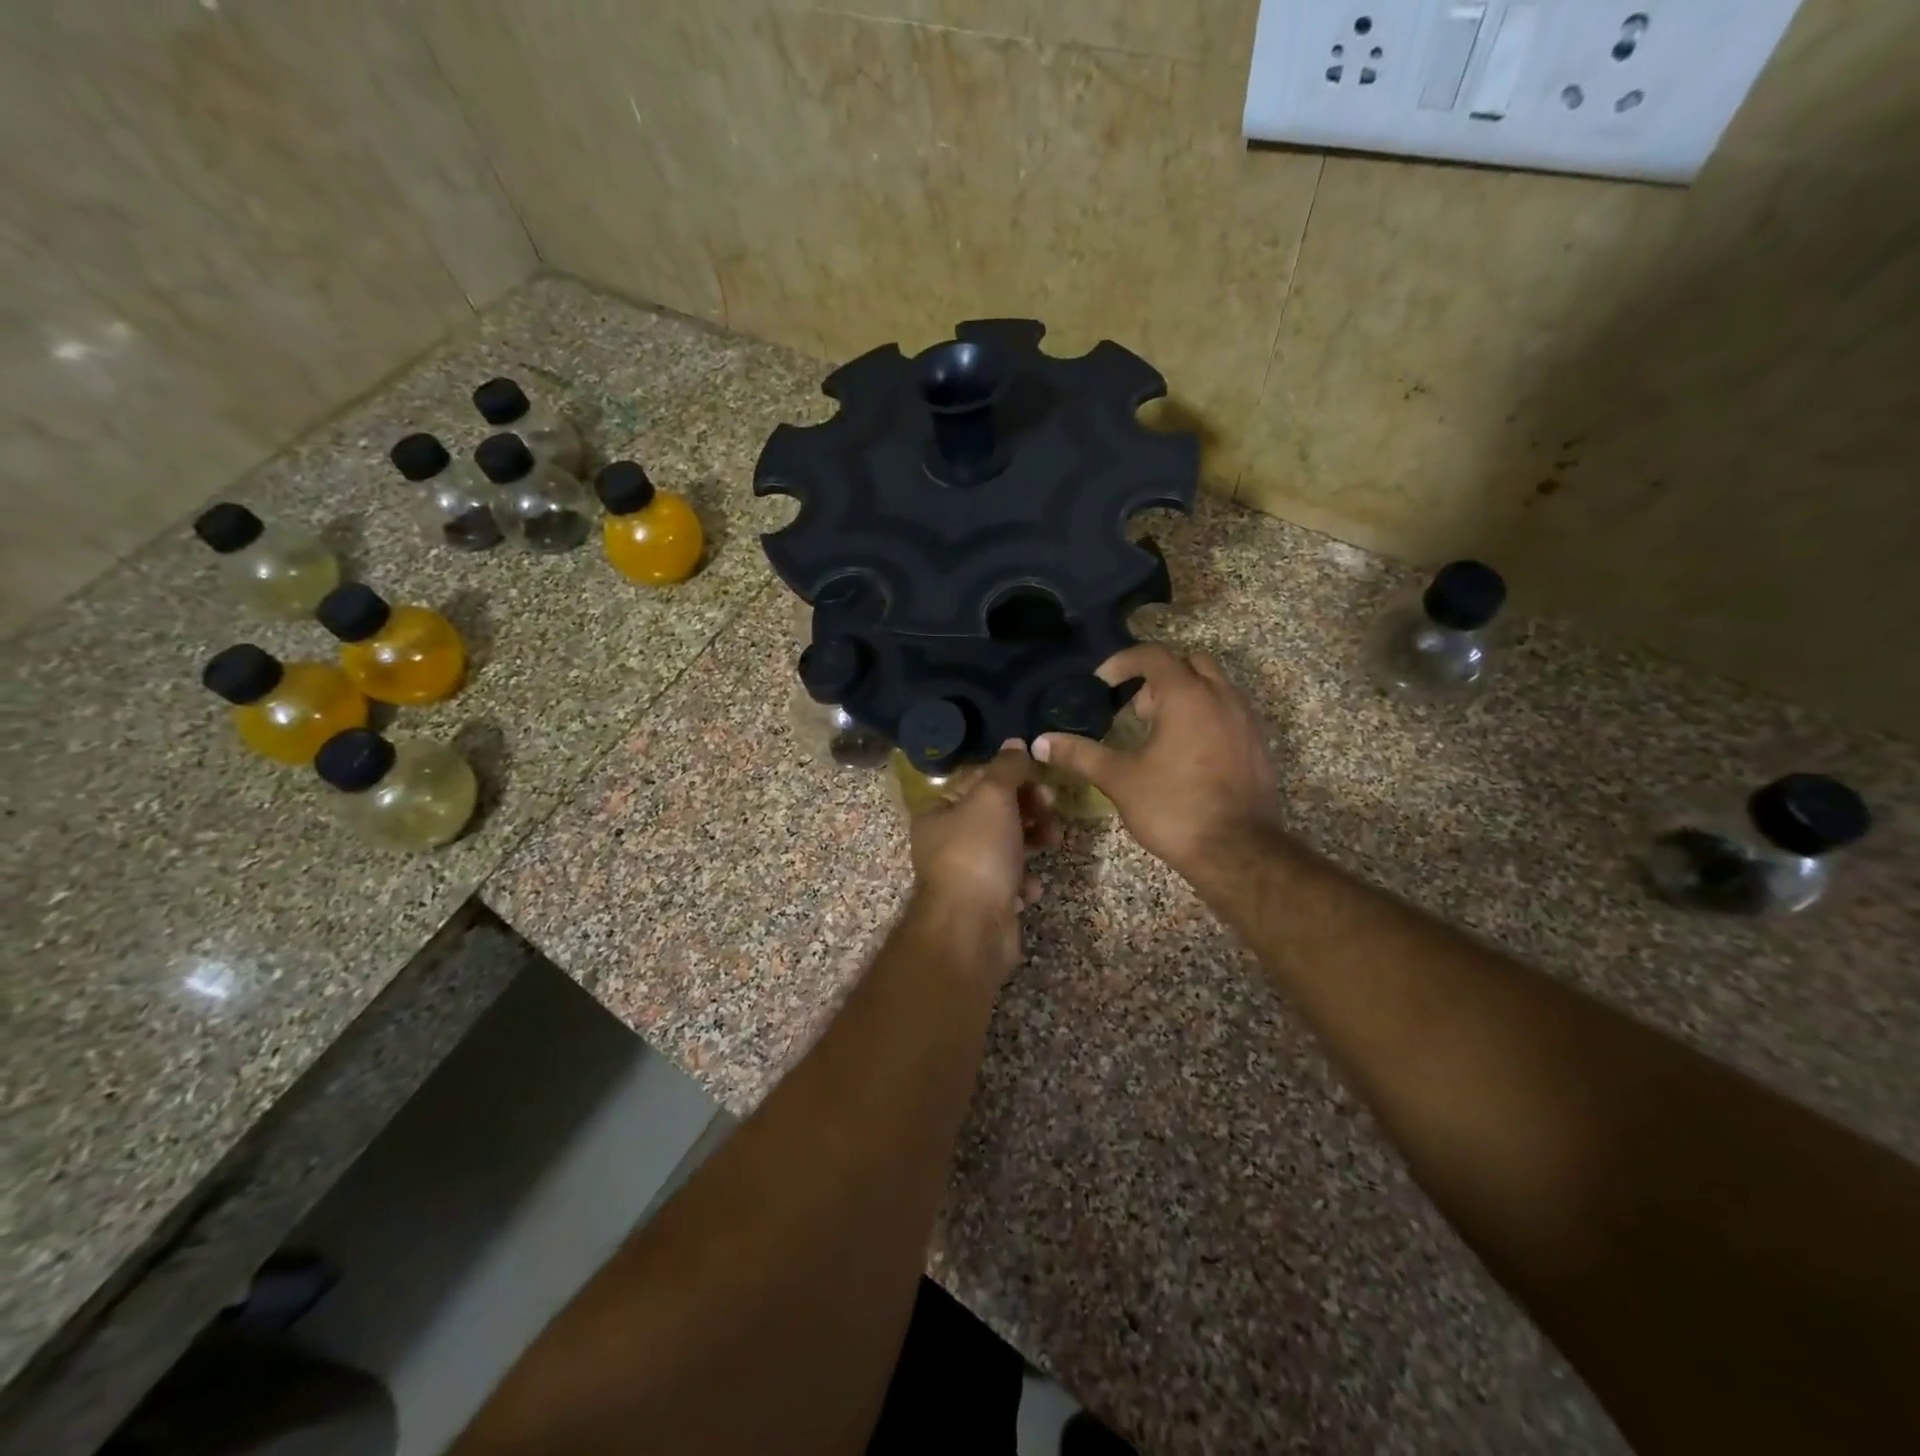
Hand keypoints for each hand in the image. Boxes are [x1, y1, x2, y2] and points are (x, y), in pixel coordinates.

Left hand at [908, 744, 1056, 974]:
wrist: (972, 928)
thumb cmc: (978, 852)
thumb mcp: (993, 797)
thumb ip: (1007, 768)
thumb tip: (1016, 743)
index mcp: (939, 812)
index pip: (978, 781)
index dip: (1012, 776)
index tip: (1040, 780)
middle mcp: (947, 842)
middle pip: (996, 813)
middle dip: (1028, 809)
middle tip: (1051, 809)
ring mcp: (966, 874)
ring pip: (1008, 846)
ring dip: (1033, 841)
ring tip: (1052, 842)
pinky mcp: (986, 902)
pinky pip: (1011, 881)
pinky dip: (1024, 880)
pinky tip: (1029, 886)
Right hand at [1034, 645, 1282, 882]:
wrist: (1238, 851)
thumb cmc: (1174, 807)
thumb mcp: (1119, 779)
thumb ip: (1079, 754)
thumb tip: (1040, 742)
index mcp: (1186, 696)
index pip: (1152, 655)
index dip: (1122, 662)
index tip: (1101, 685)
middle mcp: (1221, 696)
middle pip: (1188, 663)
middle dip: (1158, 679)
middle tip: (1135, 712)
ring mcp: (1246, 720)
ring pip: (1213, 687)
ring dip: (1184, 697)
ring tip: (1159, 734)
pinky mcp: (1258, 744)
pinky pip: (1230, 712)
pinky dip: (1206, 717)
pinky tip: (1187, 755)